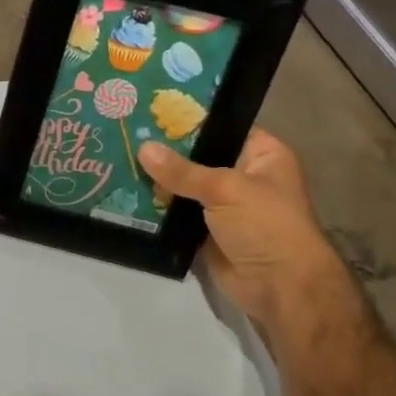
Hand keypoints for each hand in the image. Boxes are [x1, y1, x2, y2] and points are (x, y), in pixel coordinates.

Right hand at [137, 129, 347, 336]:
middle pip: (196, 157)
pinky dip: (154, 207)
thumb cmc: (266, 225)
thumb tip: (142, 148)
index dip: (188, 119)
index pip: (220, 127)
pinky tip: (123, 193)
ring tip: (116, 159)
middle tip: (125, 134)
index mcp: (261, 154)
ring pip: (181, 186)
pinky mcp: (203, 230)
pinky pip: (174, 212)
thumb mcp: (225, 189)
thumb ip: (181, 171)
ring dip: (155, 180)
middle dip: (163, 151)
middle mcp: (241, 175)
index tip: (149, 109)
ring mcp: (221, 205)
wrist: (279, 286)